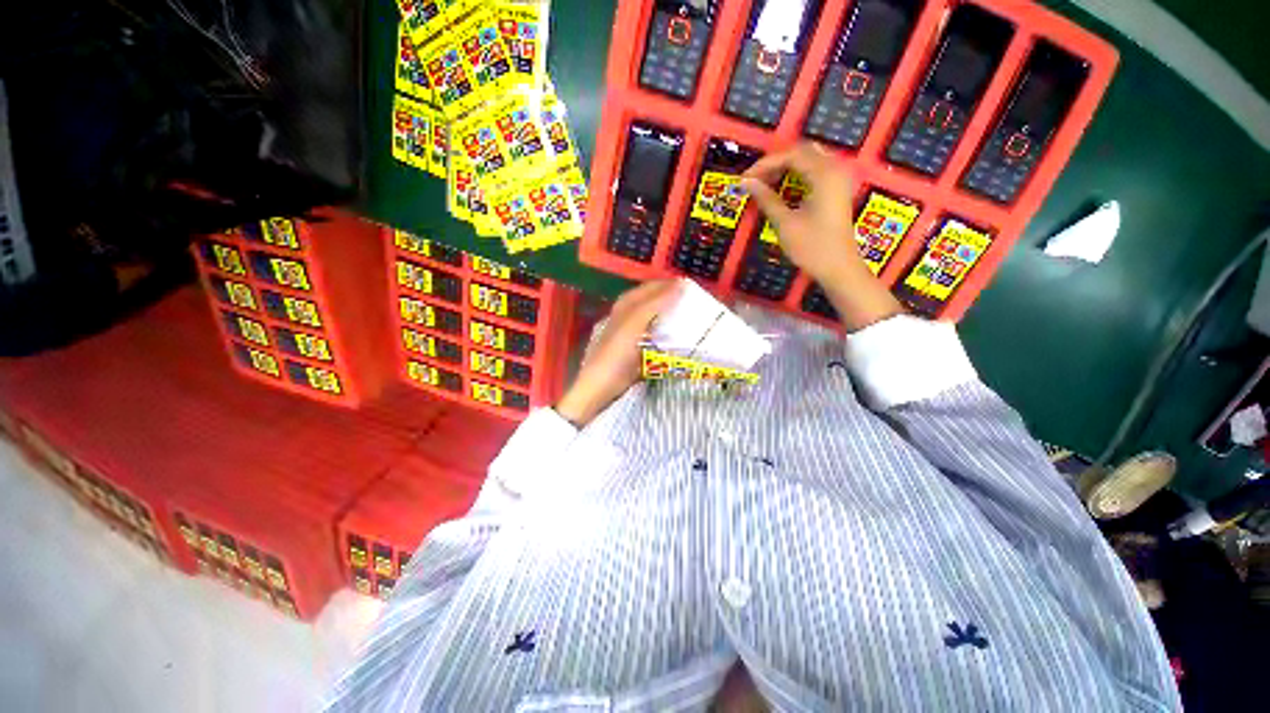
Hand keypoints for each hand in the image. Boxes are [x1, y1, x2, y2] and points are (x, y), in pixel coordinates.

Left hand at [556, 280, 681, 425]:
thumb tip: (681, 284)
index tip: (693, 287)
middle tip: (695, 303)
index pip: (651, 287)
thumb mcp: (634, 323)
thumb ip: (655, 303)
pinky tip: (678, 339)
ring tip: (691, 318)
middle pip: (653, 302)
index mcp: (625, 305)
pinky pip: (655, 337)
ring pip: (655, 319)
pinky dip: (667, 335)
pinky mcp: (636, 351)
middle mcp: (627, 316)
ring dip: (671, 317)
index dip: (669, 285)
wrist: (600, 388)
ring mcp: (632, 334)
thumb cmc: (615, 353)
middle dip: (672, 300)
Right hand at [742, 142, 904, 331]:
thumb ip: (766, 199)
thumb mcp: (785, 223)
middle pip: (801, 152)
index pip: (790, 155)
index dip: (764, 165)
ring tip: (764, 184)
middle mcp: (834, 169)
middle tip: (754, 180)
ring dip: (785, 168)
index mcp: (824, 174)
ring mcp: (838, 179)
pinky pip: (815, 171)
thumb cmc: (812, 247)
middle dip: (775, 163)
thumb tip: (746, 183)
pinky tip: (782, 189)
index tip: (745, 179)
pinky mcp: (837, 190)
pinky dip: (796, 175)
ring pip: (808, 160)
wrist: (839, 268)